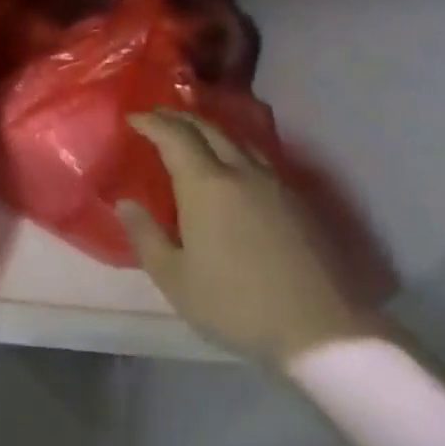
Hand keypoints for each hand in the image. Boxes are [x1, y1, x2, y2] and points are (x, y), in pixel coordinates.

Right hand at [118, 110, 376, 369]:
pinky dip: (235, 149)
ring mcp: (276, 183)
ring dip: (210, 130)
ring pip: (239, 140)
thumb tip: (125, 204)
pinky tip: (233, 166)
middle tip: (157, 118)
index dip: (152, 123)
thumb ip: (146, 236)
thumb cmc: (234, 304)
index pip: (175, 137)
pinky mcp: (299, 200)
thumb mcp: (175, 278)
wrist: (319, 328)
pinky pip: (259, 158)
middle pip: (209, 129)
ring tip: (193, 135)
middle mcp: (242, 172)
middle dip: (179, 119)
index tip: (133, 117)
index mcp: (206, 185)